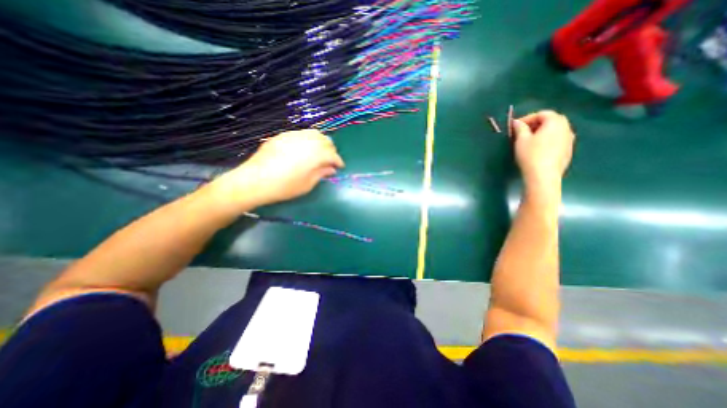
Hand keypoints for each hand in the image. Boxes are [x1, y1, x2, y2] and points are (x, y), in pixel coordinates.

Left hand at [206, 129, 344, 213]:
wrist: (254, 181)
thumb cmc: (284, 187)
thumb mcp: (307, 184)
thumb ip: (321, 173)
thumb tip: (331, 169)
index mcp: (315, 154)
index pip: (333, 154)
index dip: (338, 161)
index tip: (339, 167)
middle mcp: (306, 141)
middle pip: (325, 140)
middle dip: (331, 150)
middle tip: (329, 161)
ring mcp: (293, 136)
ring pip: (314, 133)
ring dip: (320, 142)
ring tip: (318, 153)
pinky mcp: (282, 136)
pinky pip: (301, 134)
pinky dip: (308, 140)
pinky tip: (304, 149)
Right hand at [511, 110, 572, 191]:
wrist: (543, 175)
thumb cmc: (531, 155)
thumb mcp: (521, 140)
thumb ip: (519, 128)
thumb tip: (517, 122)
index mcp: (555, 122)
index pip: (542, 113)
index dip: (527, 118)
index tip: (515, 126)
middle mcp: (566, 128)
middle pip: (552, 120)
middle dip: (536, 124)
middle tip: (522, 132)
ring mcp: (570, 140)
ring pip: (555, 131)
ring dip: (542, 132)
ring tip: (529, 141)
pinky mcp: (568, 151)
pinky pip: (557, 141)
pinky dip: (548, 141)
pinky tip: (538, 150)